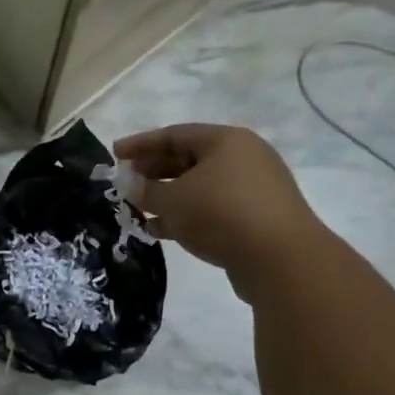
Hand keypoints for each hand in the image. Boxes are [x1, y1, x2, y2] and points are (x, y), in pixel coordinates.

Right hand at [115, 124, 320, 299]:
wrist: (280, 259)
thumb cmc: (221, 214)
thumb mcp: (173, 200)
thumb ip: (146, 190)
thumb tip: (130, 183)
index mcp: (226, 141)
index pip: (174, 134)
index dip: (141, 144)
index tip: (114, 154)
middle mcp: (243, 158)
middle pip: (189, 159)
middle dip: (154, 171)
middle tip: (127, 183)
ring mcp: (253, 189)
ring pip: (200, 186)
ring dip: (168, 196)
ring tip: (139, 209)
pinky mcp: (256, 218)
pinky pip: (212, 209)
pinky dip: (187, 215)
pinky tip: (161, 231)